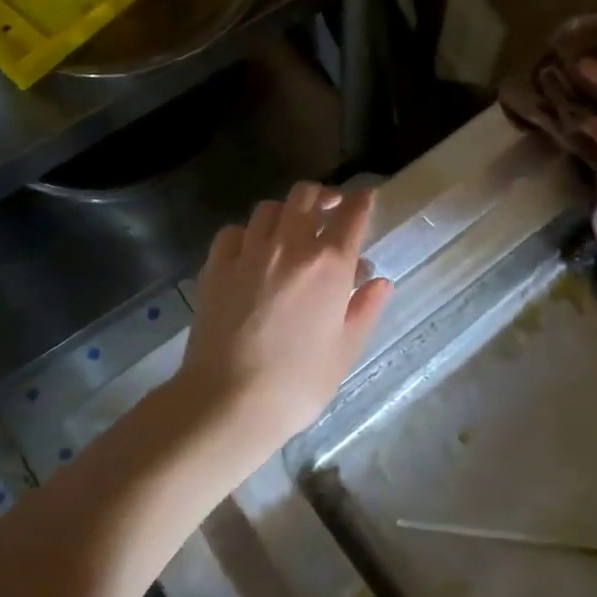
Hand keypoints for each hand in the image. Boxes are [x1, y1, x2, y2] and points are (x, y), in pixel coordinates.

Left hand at [178, 183, 394, 457]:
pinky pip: (233, 232)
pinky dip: (247, 233)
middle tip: (330, 210)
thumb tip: (380, 281)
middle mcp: (290, 246)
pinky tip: (251, 250)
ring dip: (286, 212)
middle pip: (306, 196)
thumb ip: (365, 309)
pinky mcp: (216, 267)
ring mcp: (249, 253)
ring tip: (290, 229)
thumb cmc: (298, 382)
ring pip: (269, 208)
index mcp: (329, 264)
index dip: (362, 200)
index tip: (367, 197)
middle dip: (322, 196)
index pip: (352, 215)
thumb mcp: (345, 350)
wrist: (228, 400)